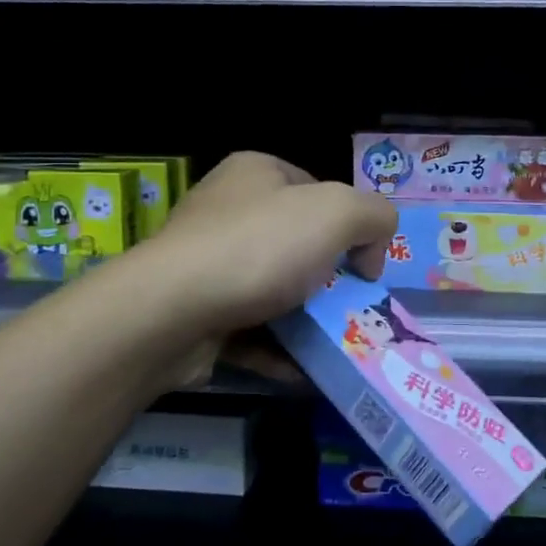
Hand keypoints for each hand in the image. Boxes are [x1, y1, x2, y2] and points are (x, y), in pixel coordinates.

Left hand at [143, 152, 397, 337]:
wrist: (171, 312)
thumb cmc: (258, 249)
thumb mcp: (337, 212)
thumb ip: (375, 216)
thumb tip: (370, 251)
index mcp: (257, 173)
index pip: (319, 191)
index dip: (350, 225)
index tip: (363, 266)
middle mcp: (228, 211)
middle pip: (298, 244)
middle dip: (330, 280)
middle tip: (354, 310)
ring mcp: (207, 263)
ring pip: (275, 290)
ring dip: (308, 320)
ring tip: (338, 346)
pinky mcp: (196, 311)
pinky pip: (250, 329)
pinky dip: (279, 350)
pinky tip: (305, 372)